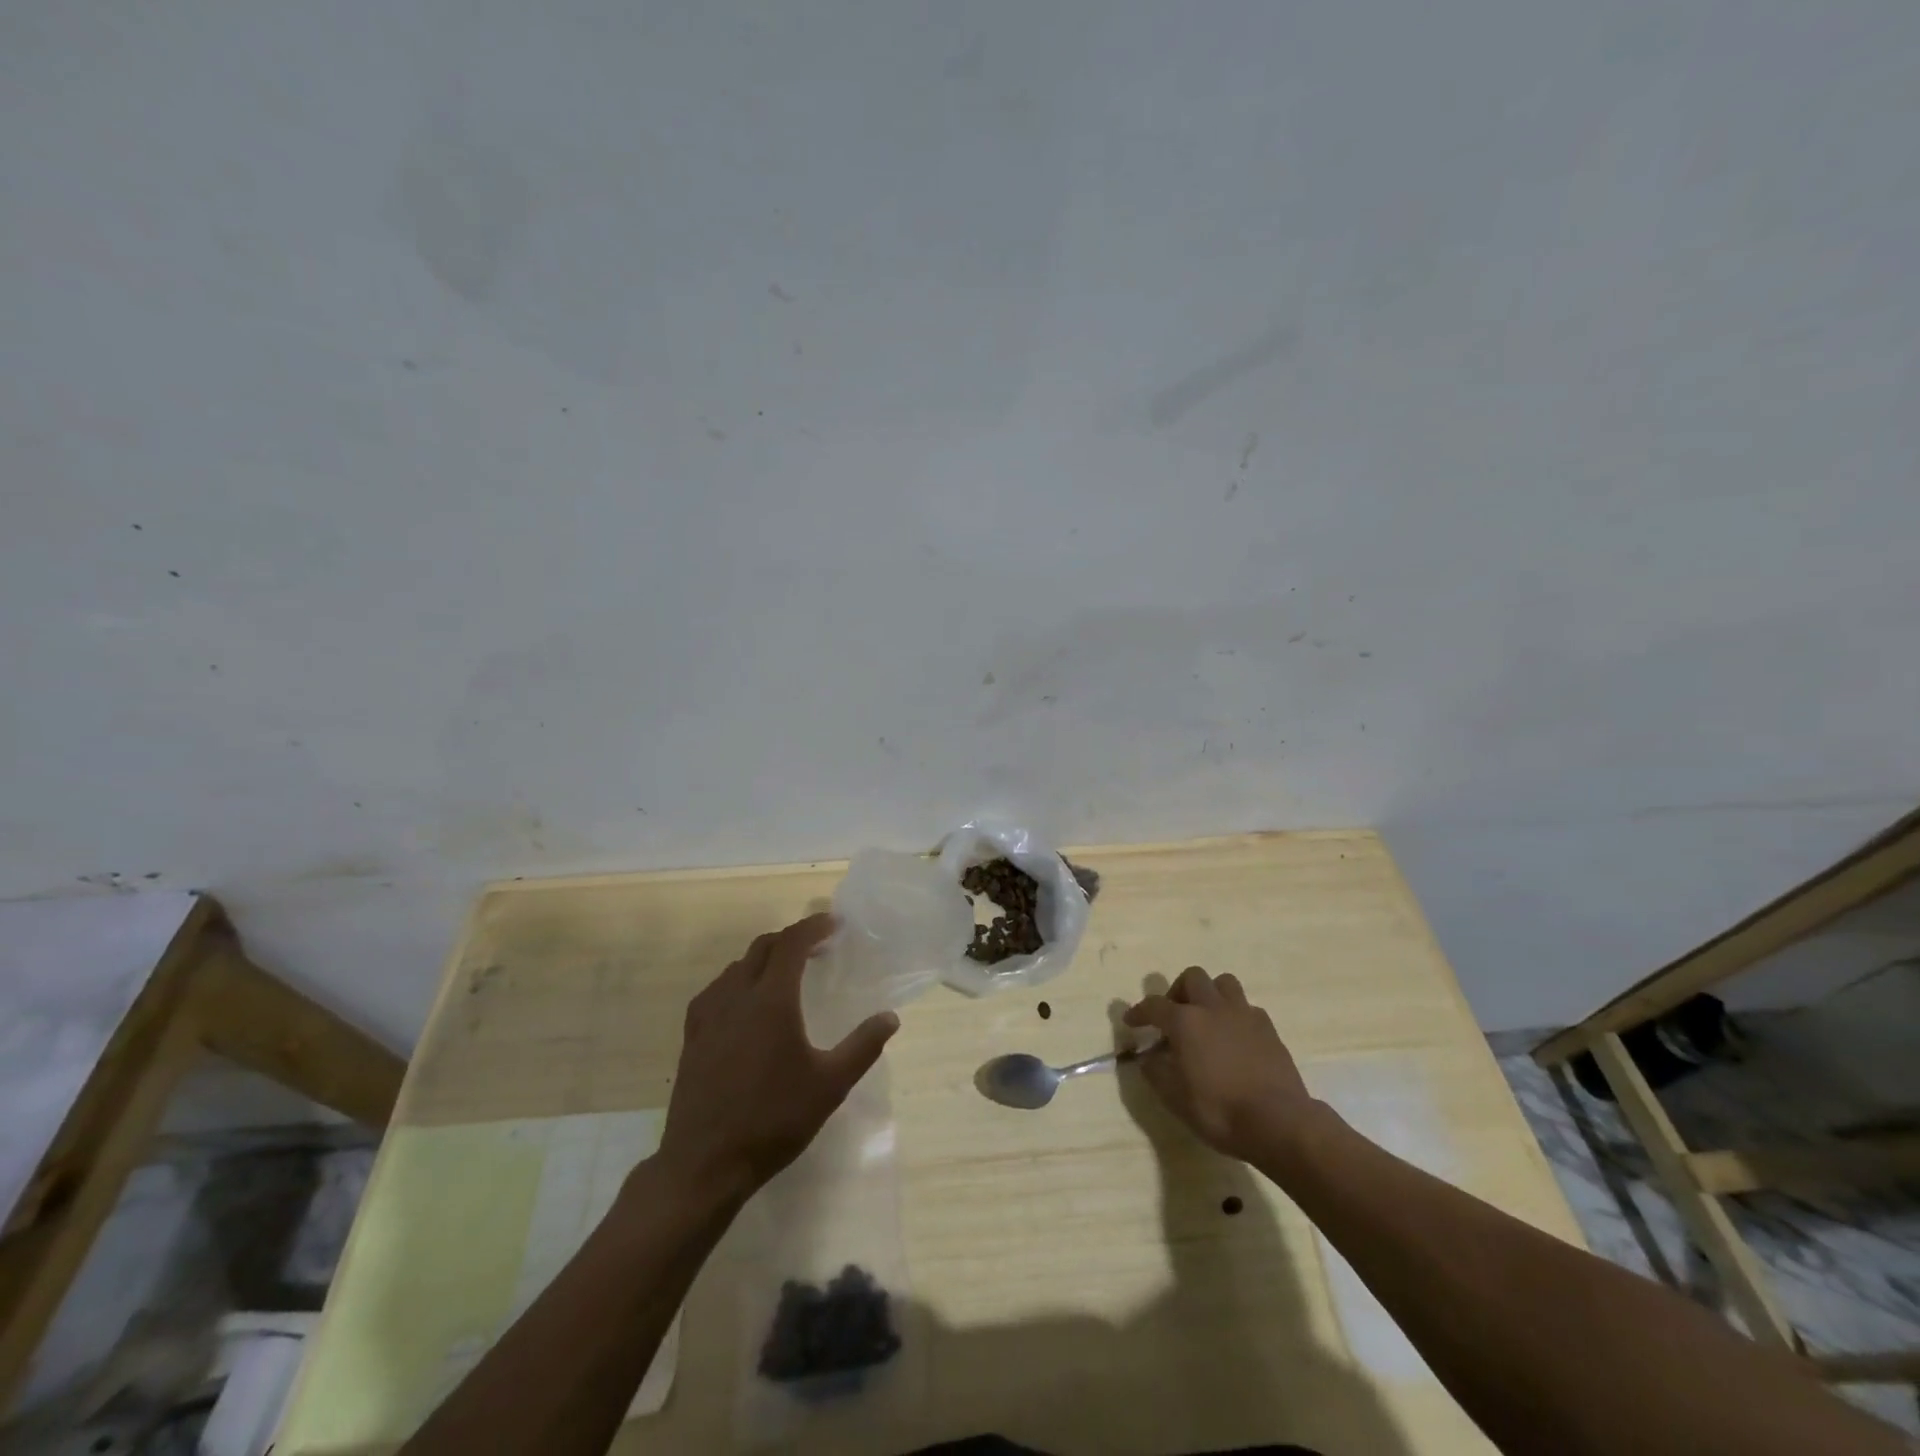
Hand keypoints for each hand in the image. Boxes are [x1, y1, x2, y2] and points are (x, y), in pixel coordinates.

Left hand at [654, 913, 898, 1202]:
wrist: (704, 1164)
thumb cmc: (773, 1120)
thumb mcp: (830, 1085)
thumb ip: (862, 1046)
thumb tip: (890, 1017)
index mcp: (772, 1000)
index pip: (792, 943)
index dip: (814, 926)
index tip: (835, 923)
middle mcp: (737, 996)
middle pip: (763, 948)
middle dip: (791, 939)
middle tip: (817, 947)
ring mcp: (708, 1016)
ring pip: (736, 967)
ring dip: (764, 958)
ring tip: (785, 973)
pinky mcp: (692, 1037)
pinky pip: (716, 990)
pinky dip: (738, 981)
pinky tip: (745, 1003)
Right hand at [1123, 965, 1316, 1163]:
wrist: (1278, 1122)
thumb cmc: (1219, 1111)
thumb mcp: (1175, 1098)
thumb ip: (1156, 1072)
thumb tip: (1148, 1058)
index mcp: (1185, 1021)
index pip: (1154, 1005)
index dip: (1138, 1012)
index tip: (1131, 1021)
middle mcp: (1212, 1008)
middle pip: (1192, 977)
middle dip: (1178, 991)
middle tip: (1174, 1015)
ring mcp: (1244, 1015)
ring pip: (1224, 983)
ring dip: (1210, 994)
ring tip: (1207, 1018)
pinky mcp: (1269, 1029)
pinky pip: (1247, 1008)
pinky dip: (1235, 1015)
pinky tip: (1235, 1037)